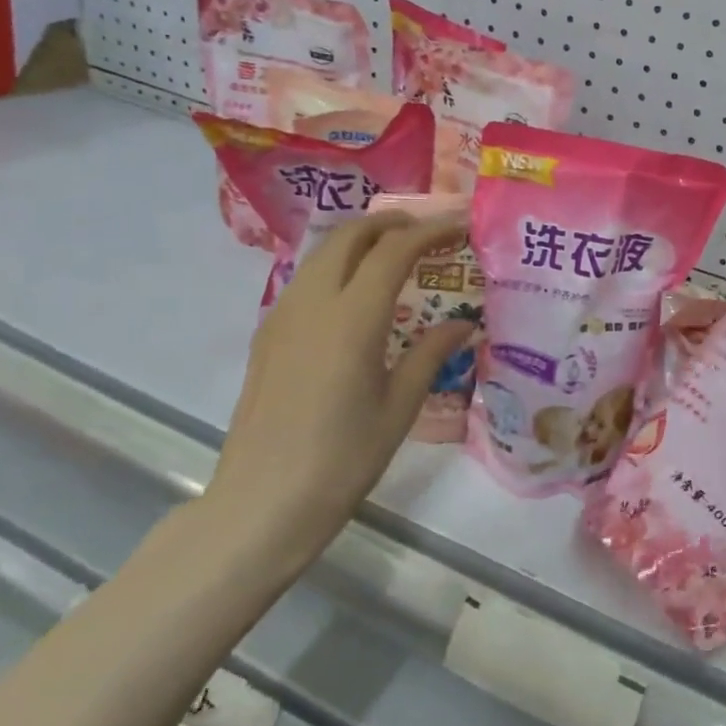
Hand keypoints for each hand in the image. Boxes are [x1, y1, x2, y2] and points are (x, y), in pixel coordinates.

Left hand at [203, 213, 473, 580]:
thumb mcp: (399, 408)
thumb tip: (464, 323)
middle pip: (352, 235)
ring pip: (324, 252)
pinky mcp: (267, 333)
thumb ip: (431, 354)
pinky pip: (307, 277)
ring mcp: (283, 314)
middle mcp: (314, 302)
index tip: (460, 224)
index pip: (395, 249)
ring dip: (362, 239)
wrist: (261, 503)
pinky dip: (339, 264)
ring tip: (397, 253)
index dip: (431, 229)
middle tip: (428, 231)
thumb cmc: (342, 460)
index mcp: (353, 318)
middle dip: (393, 222)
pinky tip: (357, 292)